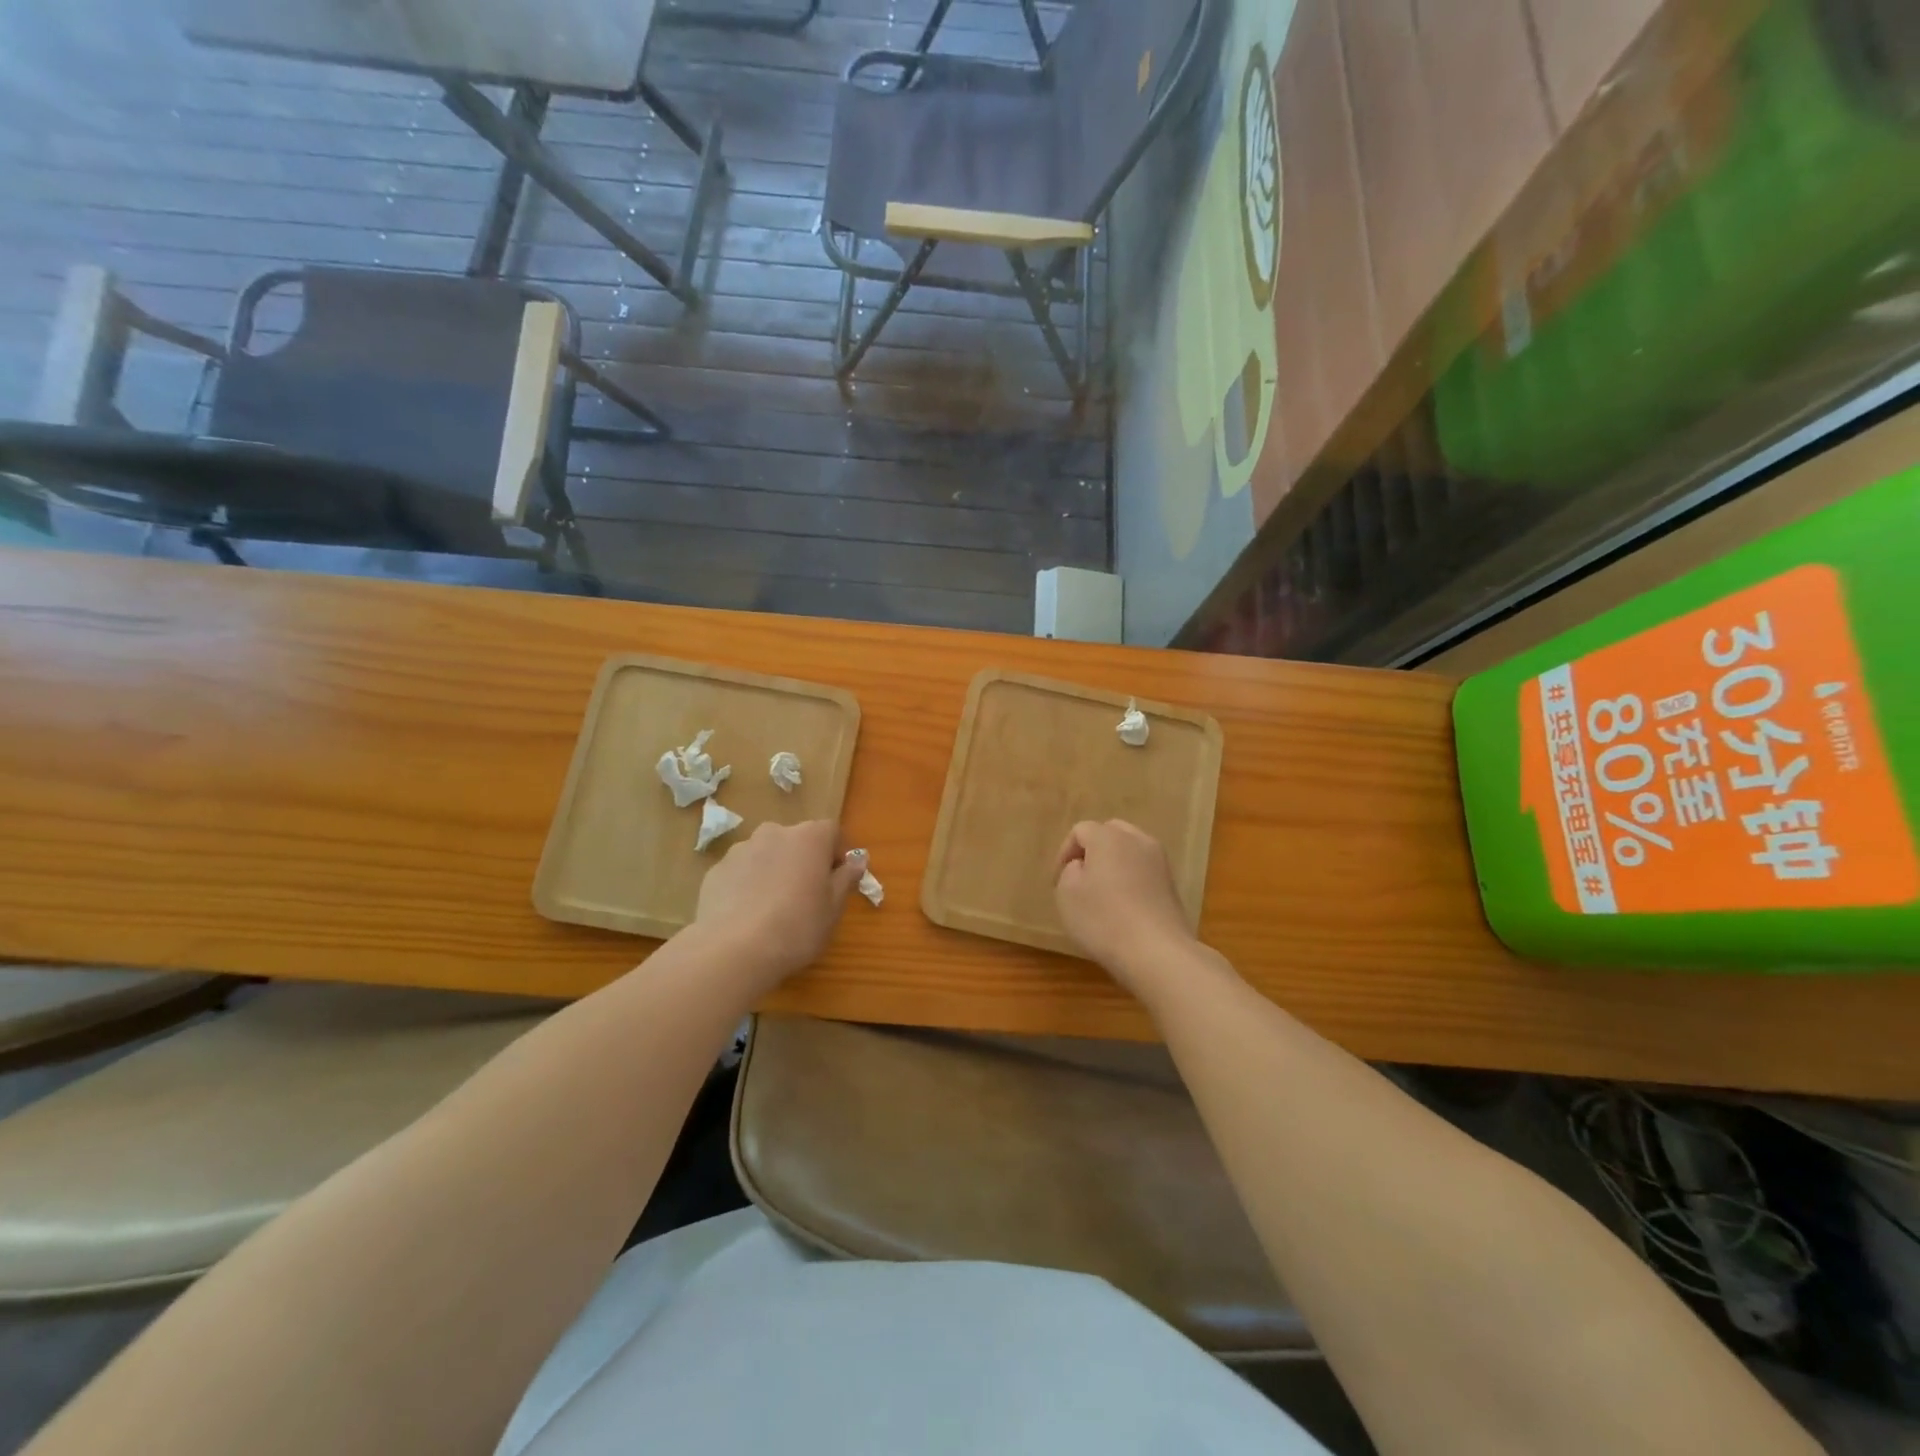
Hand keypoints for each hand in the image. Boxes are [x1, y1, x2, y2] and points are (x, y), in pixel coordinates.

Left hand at [692, 820, 865, 991]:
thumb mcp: (833, 908)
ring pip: (767, 854)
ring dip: (775, 870)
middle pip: (796, 840)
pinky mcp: (716, 870)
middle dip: (804, 861)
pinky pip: (742, 871)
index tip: (837, 879)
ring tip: (773, 908)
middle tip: (806, 895)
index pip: (831, 831)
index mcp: (809, 837)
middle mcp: (774, 833)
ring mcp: (741, 849)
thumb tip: (858, 860)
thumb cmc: (797, 926)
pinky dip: (748, 884)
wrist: (733, 950)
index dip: (837, 853)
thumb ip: (846, 878)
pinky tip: (748, 915)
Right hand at [1054, 819, 1196, 992]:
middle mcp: (1137, 840)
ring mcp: (1159, 862)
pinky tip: (1124, 906)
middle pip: (1110, 832)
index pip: (1081, 830)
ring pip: (1130, 850)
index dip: (1064, 852)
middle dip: (1092, 851)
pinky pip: (1144, 870)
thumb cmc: (1103, 919)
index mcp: (1109, 837)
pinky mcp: (1172, 885)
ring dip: (1114, 864)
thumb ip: (1069, 871)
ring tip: (1103, 893)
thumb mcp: (1067, 894)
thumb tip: (1082, 866)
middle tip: (1080, 878)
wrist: (1157, 952)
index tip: (1057, 880)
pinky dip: (1131, 880)